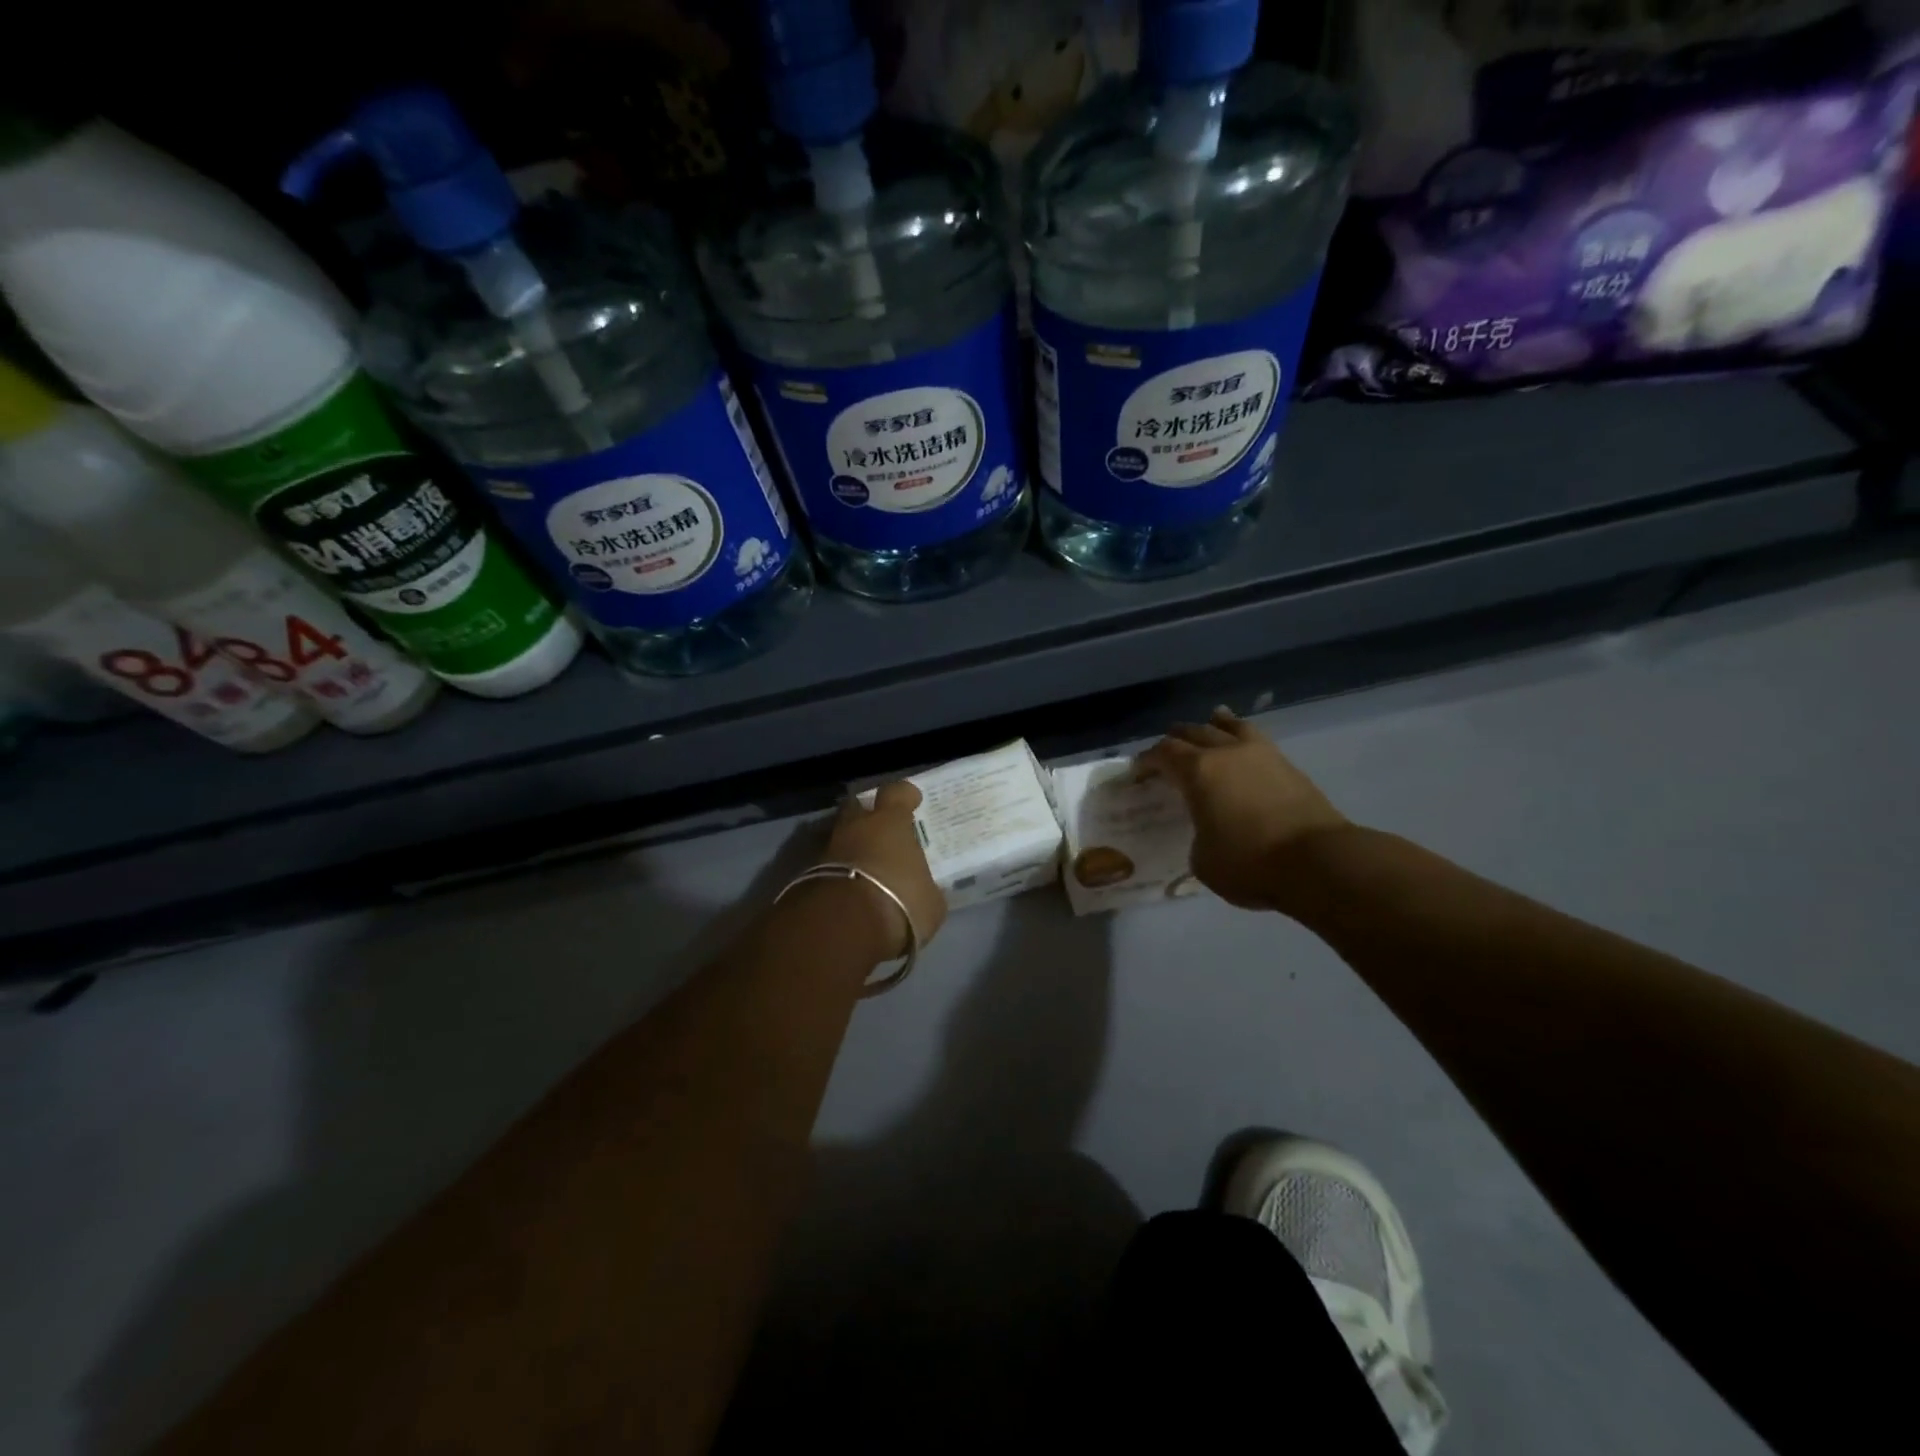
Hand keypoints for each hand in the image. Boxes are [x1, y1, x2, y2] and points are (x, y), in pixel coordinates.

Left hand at [820, 782, 947, 959]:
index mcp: (889, 823)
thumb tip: (923, 891)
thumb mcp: (929, 902)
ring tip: (865, 867)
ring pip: (840, 838)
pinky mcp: (807, 875)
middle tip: (880, 828)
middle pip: (857, 807)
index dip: (904, 795)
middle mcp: (855, 827)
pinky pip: (829, 867)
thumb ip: (924, 889)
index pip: (896, 793)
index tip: (912, 800)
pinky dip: (839, 874)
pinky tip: (850, 890)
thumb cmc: (898, 902)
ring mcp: (827, 849)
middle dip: (866, 814)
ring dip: (851, 848)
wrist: (842, 927)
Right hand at [1136, 707, 1349, 911]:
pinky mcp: (1288, 765)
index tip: (1138, 771)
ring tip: (1208, 723)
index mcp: (1197, 771)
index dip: (1146, 760)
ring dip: (1213, 725)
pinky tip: (1241, 742)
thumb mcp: (1203, 860)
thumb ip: (1197, 836)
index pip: (1163, 753)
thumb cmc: (1250, 863)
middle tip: (1166, 752)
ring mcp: (1260, 754)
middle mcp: (1225, 753)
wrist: (1318, 861)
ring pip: (1229, 726)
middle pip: (1193, 732)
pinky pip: (1255, 739)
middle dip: (1175, 740)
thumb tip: (1208, 830)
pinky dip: (1241, 735)